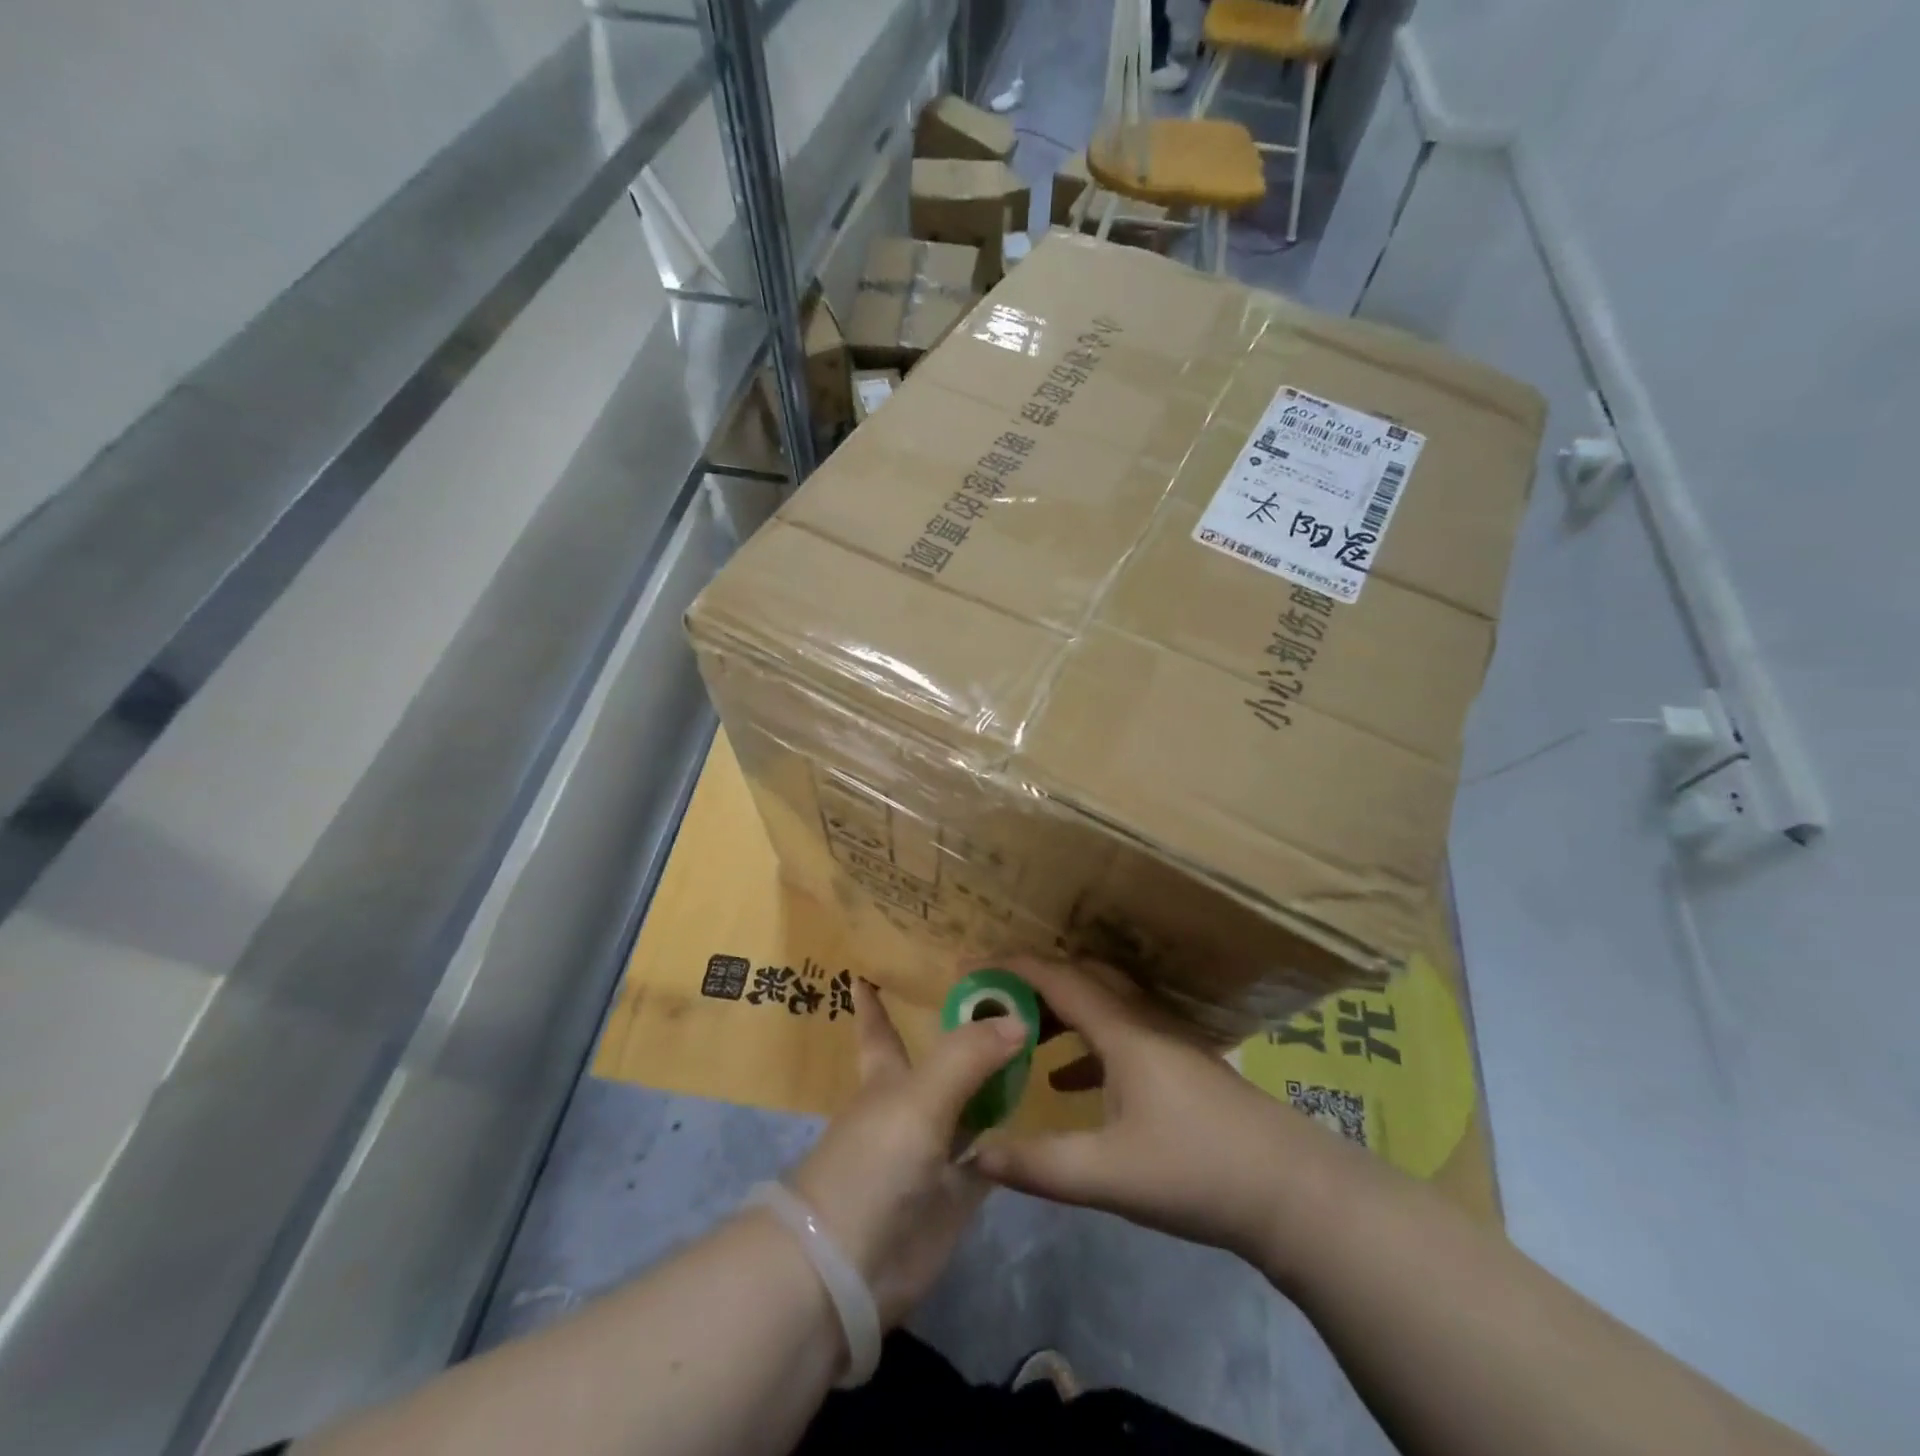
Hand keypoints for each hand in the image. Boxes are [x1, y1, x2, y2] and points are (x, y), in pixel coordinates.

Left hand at [786, 978, 1026, 1326]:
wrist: (848, 1268)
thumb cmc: (872, 1163)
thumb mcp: (918, 1097)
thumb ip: (967, 1055)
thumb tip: (1018, 1018)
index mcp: (887, 1077)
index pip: (880, 1028)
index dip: (874, 1001)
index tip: (869, 969)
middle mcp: (911, 1107)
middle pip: (941, 1062)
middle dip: (963, 1034)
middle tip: (1006, 997)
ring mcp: (934, 1152)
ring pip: (969, 1107)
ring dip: (994, 1083)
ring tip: (1035, 1045)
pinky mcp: (955, 1196)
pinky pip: (989, 1158)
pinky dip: (1009, 1140)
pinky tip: (1038, 1118)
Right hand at [974, 957, 1355, 1266]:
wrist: (1292, 1192)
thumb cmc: (1197, 1171)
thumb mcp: (1108, 1175)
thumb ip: (1037, 1165)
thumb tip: (973, 1154)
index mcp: (1122, 1030)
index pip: (1057, 979)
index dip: (1010, 969)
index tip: (968, 969)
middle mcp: (1142, 1020)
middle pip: (1080, 979)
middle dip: (1031, 984)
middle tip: (990, 1004)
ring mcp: (1165, 1040)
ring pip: (1101, 1005)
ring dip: (1058, 1012)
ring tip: (1018, 1036)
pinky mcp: (1179, 1064)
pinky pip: (1118, 1034)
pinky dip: (1083, 1044)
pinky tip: (1064, 1082)